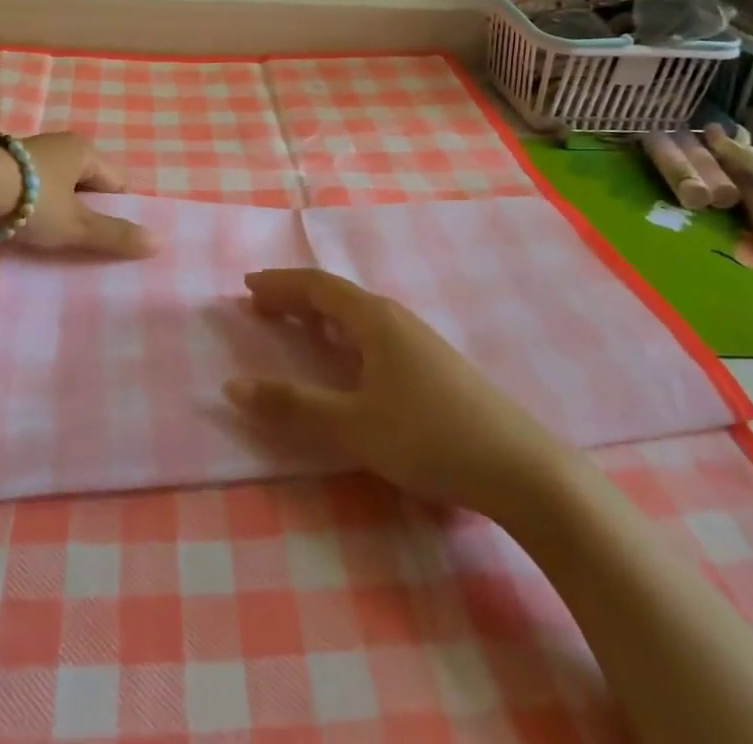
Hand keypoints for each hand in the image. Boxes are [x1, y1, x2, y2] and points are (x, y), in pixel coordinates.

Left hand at [8, 133, 155, 258]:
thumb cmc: (31, 200)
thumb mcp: (75, 225)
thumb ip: (114, 235)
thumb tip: (159, 243)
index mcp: (83, 150)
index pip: (116, 181)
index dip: (117, 210)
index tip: (109, 237)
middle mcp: (57, 144)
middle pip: (84, 182)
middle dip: (85, 210)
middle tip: (79, 241)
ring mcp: (25, 153)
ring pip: (54, 185)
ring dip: (54, 209)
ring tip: (48, 238)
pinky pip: (26, 188)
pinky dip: (28, 206)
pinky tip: (18, 226)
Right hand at [224, 269, 566, 512]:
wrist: (520, 467)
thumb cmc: (429, 436)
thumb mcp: (354, 425)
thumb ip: (294, 406)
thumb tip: (233, 386)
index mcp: (375, 319)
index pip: (318, 286)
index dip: (280, 284)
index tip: (248, 286)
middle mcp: (396, 318)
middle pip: (337, 295)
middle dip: (296, 297)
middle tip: (260, 306)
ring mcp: (419, 341)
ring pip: (358, 315)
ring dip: (321, 315)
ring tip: (296, 326)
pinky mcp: (434, 366)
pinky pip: (375, 333)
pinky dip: (344, 334)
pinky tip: (349, 359)